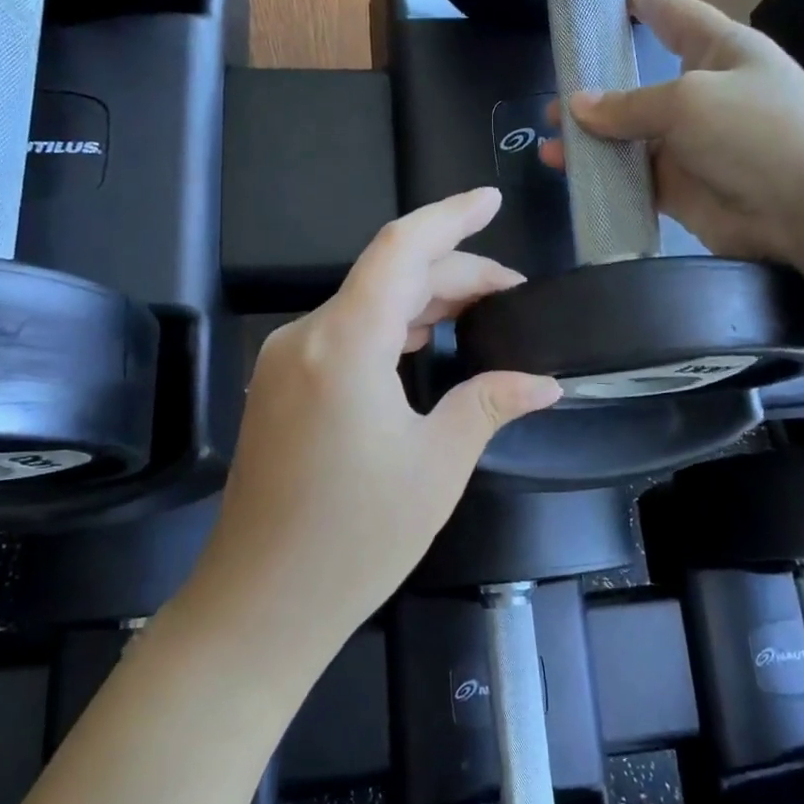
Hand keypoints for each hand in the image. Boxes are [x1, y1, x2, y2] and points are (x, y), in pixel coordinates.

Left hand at [183, 189, 560, 668]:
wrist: (260, 604)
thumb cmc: (355, 538)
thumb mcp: (437, 465)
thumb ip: (490, 404)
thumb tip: (543, 382)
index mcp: (344, 344)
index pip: (401, 249)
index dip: (450, 216)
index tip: (491, 199)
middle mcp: (305, 337)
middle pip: (386, 277)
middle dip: (452, 273)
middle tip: (510, 293)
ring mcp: (285, 362)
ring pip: (363, 304)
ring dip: (420, 300)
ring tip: (478, 312)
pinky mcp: (279, 387)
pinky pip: (342, 334)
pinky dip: (388, 327)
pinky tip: (423, 342)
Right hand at [539, 0, 803, 269]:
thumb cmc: (759, 130)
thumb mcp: (690, 101)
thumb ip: (630, 105)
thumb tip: (577, 106)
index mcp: (721, 51)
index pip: (676, 16)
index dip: (646, 1)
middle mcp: (705, 95)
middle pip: (642, 85)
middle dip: (599, 89)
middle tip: (556, 94)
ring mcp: (693, 146)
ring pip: (631, 139)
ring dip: (592, 141)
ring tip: (552, 144)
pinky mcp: (683, 190)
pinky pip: (635, 180)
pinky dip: (605, 179)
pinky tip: (575, 178)